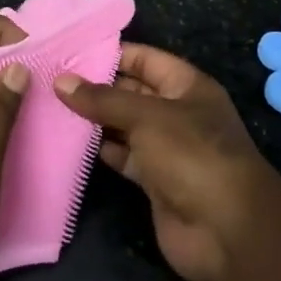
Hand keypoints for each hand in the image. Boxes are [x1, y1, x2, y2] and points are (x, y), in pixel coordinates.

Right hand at [55, 44, 276, 280]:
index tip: (71, 50)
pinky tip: (70, 141)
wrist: (227, 231)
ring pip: (125, 125)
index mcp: (187, 86)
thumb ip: (102, 100)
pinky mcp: (155, 180)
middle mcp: (177, 113)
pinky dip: (101, 150)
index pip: (145, 59)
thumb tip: (61, 82)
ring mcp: (167, 148)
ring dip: (95, 119)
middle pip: (132, 91)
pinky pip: (123, 156)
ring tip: (52, 104)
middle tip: (53, 77)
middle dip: (97, 86)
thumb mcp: (146, 117)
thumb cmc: (192, 155)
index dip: (112, 53)